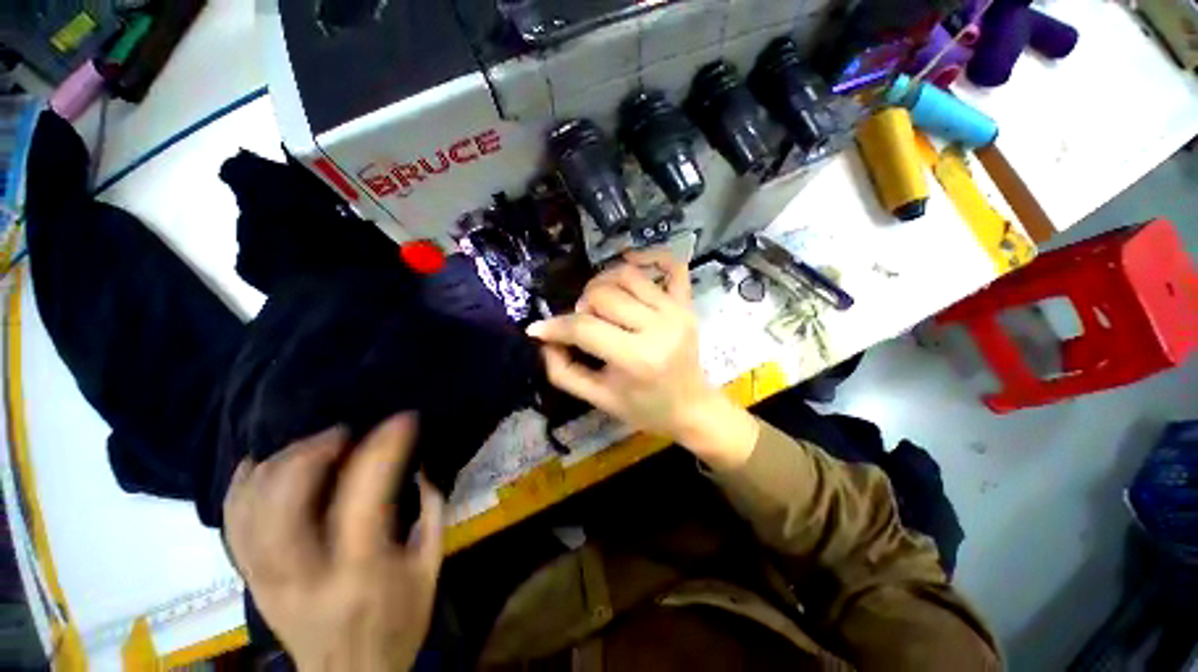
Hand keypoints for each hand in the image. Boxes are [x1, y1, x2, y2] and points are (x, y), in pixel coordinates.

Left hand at [223, 414, 442, 671]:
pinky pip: (231, 526)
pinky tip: (260, 462)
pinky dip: (241, 487)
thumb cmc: (397, 625)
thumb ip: (430, 513)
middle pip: (284, 502)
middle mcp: (305, 575)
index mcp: (361, 572)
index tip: (402, 420)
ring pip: (250, 509)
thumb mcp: (430, 569)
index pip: (365, 496)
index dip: (384, 448)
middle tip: (344, 432)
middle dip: (312, 452)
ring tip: (312, 444)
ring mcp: (267, 580)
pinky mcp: (251, 583)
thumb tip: (423, 467)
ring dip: (279, 463)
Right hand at [528, 250, 758, 468]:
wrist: (690, 407)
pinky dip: (649, 256)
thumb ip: (563, 371)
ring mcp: (676, 311)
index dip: (556, 326)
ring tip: (599, 303)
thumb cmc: (643, 408)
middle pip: (604, 295)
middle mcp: (659, 328)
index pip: (585, 328)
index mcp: (637, 359)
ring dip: (602, 283)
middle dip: (582, 306)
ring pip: (627, 275)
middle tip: (582, 323)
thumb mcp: (597, 398)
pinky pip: (672, 265)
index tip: (539, 329)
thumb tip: (543, 337)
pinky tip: (630, 261)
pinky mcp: (687, 303)